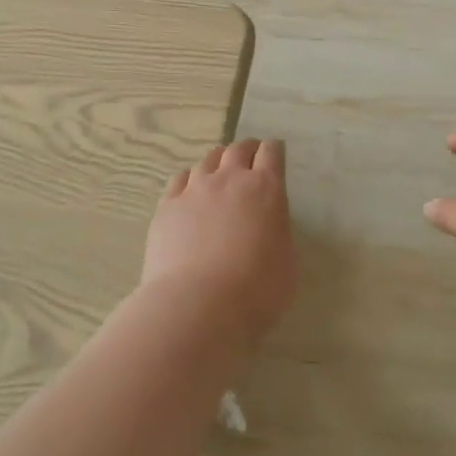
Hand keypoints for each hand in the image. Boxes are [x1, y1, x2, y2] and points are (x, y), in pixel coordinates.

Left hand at [142, 140, 296, 344]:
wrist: (198, 305)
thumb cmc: (256, 290)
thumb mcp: (287, 261)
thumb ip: (278, 232)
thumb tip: (268, 226)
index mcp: (266, 189)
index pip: (272, 153)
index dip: (274, 151)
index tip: (275, 155)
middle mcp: (229, 179)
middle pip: (238, 149)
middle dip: (247, 150)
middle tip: (250, 160)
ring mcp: (194, 189)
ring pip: (207, 160)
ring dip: (218, 163)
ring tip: (219, 174)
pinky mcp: (167, 206)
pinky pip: (180, 179)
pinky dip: (190, 180)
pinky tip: (190, 191)